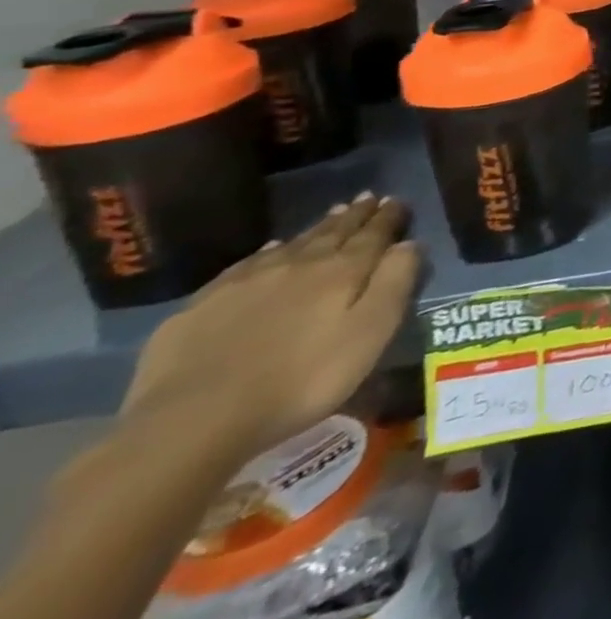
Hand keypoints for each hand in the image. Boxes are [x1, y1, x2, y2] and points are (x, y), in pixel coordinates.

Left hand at [120, 195, 419, 459]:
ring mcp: (246, 282)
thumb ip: (395, 283)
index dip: (388, 217)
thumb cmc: (302, 379)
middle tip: (367, 198)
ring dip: (317, 228)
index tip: (396, 200)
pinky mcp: (203, 305)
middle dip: (354, 215)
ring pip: (293, 244)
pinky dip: (267, 252)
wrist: (193, 420)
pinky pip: (247, 265)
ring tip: (332, 215)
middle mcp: (299, 265)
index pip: (373, 235)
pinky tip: (271, 250)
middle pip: (333, 233)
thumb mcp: (370, 333)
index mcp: (342, 271)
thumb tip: (409, 244)